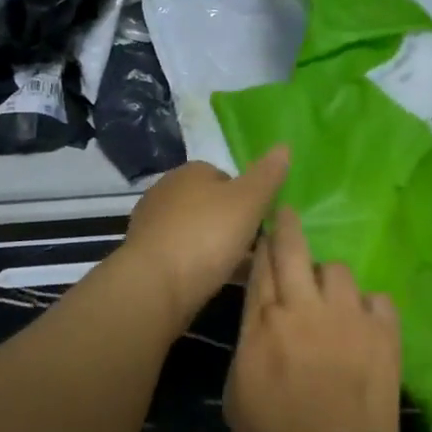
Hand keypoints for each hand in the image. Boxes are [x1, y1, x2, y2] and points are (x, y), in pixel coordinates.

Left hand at [120, 148, 290, 325]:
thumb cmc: (206, 236)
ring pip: (197, 232)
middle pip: (211, 205)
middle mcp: (166, 192)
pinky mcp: (147, 257)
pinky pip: (183, 256)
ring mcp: (153, 226)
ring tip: (241, 268)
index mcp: (189, 172)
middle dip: (232, 223)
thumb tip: (284, 146)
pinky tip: (216, 281)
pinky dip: (200, 265)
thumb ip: (267, 176)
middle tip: (255, 246)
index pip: (226, 176)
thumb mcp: (248, 202)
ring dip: (217, 247)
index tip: (262, 220)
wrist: (155, 285)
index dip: (248, 197)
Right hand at [224, 206, 403, 431]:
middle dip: (287, 227)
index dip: (261, 244)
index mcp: (263, 324)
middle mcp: (304, 308)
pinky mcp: (384, 332)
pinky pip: (377, 298)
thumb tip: (261, 318)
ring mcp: (348, 316)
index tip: (263, 230)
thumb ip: (249, 343)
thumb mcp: (237, 393)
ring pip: (337, 270)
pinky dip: (367, 306)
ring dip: (328, 279)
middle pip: (293, 250)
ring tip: (330, 300)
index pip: (260, 267)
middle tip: (287, 215)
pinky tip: (363, 323)